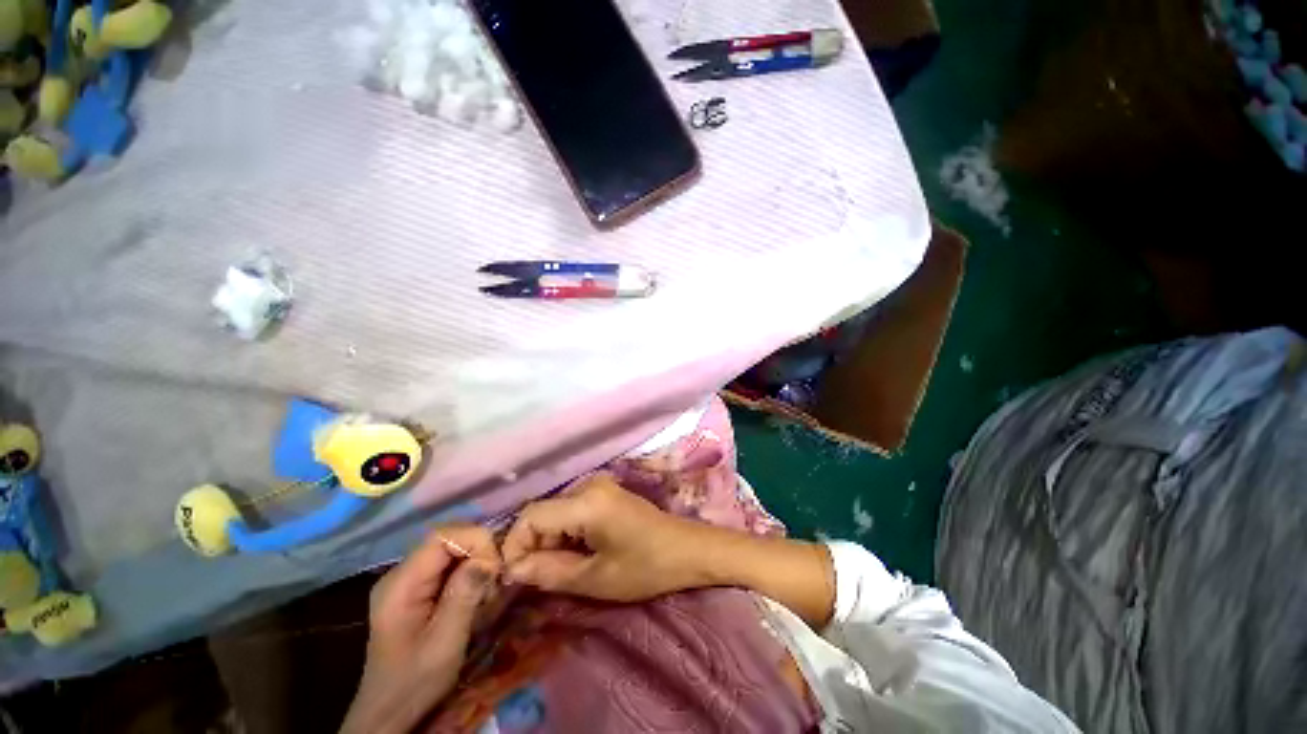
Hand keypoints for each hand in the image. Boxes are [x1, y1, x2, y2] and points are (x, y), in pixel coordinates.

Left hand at [341, 525, 501, 733]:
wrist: (390, 712)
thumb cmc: (415, 681)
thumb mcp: (444, 642)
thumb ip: (464, 595)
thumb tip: (488, 557)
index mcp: (400, 584)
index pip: (441, 536)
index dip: (473, 539)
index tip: (494, 565)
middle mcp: (402, 573)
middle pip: (448, 538)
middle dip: (479, 550)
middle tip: (494, 578)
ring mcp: (409, 580)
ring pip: (453, 549)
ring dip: (477, 562)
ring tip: (487, 590)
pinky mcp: (418, 588)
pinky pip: (450, 564)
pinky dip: (470, 572)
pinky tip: (477, 594)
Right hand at [500, 473, 707, 600]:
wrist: (686, 549)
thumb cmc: (646, 567)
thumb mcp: (595, 578)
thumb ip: (548, 572)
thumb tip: (512, 570)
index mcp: (586, 501)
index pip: (531, 516)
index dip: (515, 545)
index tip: (516, 577)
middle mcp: (589, 484)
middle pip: (543, 513)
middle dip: (535, 546)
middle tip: (543, 579)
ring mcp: (598, 485)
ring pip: (556, 512)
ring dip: (551, 542)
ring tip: (567, 568)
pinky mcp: (605, 492)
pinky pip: (572, 510)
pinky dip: (567, 533)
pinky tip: (581, 553)